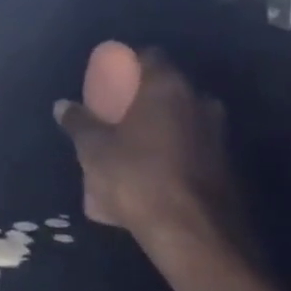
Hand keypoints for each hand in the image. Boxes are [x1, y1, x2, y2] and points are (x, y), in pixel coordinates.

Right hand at [53, 50, 254, 274]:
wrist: (195, 235)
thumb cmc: (137, 178)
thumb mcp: (94, 150)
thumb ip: (78, 122)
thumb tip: (62, 105)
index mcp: (168, 87)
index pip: (150, 55)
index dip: (128, 63)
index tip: (110, 78)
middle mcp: (200, 101)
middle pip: (169, 87)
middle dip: (144, 98)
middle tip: (118, 114)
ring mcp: (219, 135)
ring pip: (184, 119)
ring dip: (161, 127)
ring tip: (134, 147)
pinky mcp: (228, 166)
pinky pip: (194, 148)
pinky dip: (175, 153)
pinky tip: (154, 175)